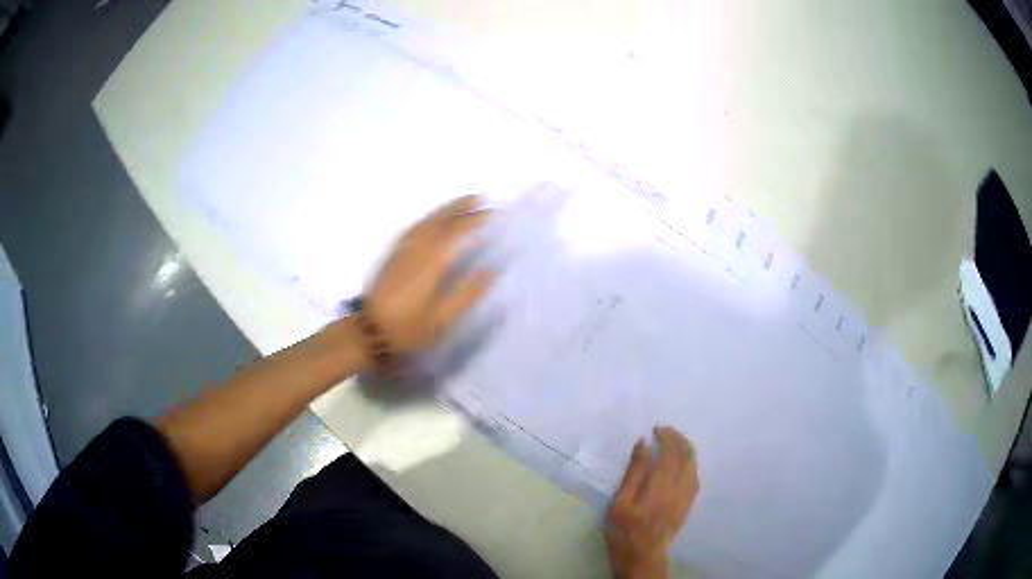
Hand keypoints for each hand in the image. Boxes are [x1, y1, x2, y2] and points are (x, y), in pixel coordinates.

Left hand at [364, 195, 494, 355]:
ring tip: (460, 202)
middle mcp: (415, 251)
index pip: (455, 233)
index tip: (490, 214)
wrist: (368, 332)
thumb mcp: (442, 319)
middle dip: (459, 208)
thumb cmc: (408, 329)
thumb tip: (491, 269)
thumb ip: (467, 293)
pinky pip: (412, 229)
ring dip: (443, 210)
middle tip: (478, 198)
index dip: (473, 221)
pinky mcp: (391, 257)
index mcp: (431, 264)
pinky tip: (431, 220)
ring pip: (424, 223)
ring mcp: (401, 251)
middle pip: (439, 222)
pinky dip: (426, 219)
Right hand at [605, 427, 698, 578]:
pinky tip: (683, 461)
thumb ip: (634, 472)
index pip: (670, 453)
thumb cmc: (624, 530)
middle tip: (665, 430)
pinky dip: (691, 463)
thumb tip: (644, 444)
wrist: (642, 555)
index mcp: (660, 486)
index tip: (656, 428)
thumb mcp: (620, 502)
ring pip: (693, 465)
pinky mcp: (688, 503)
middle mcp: (679, 488)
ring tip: (674, 440)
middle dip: (677, 439)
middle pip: (685, 456)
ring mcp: (687, 496)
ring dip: (686, 448)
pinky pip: (695, 476)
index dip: (666, 437)